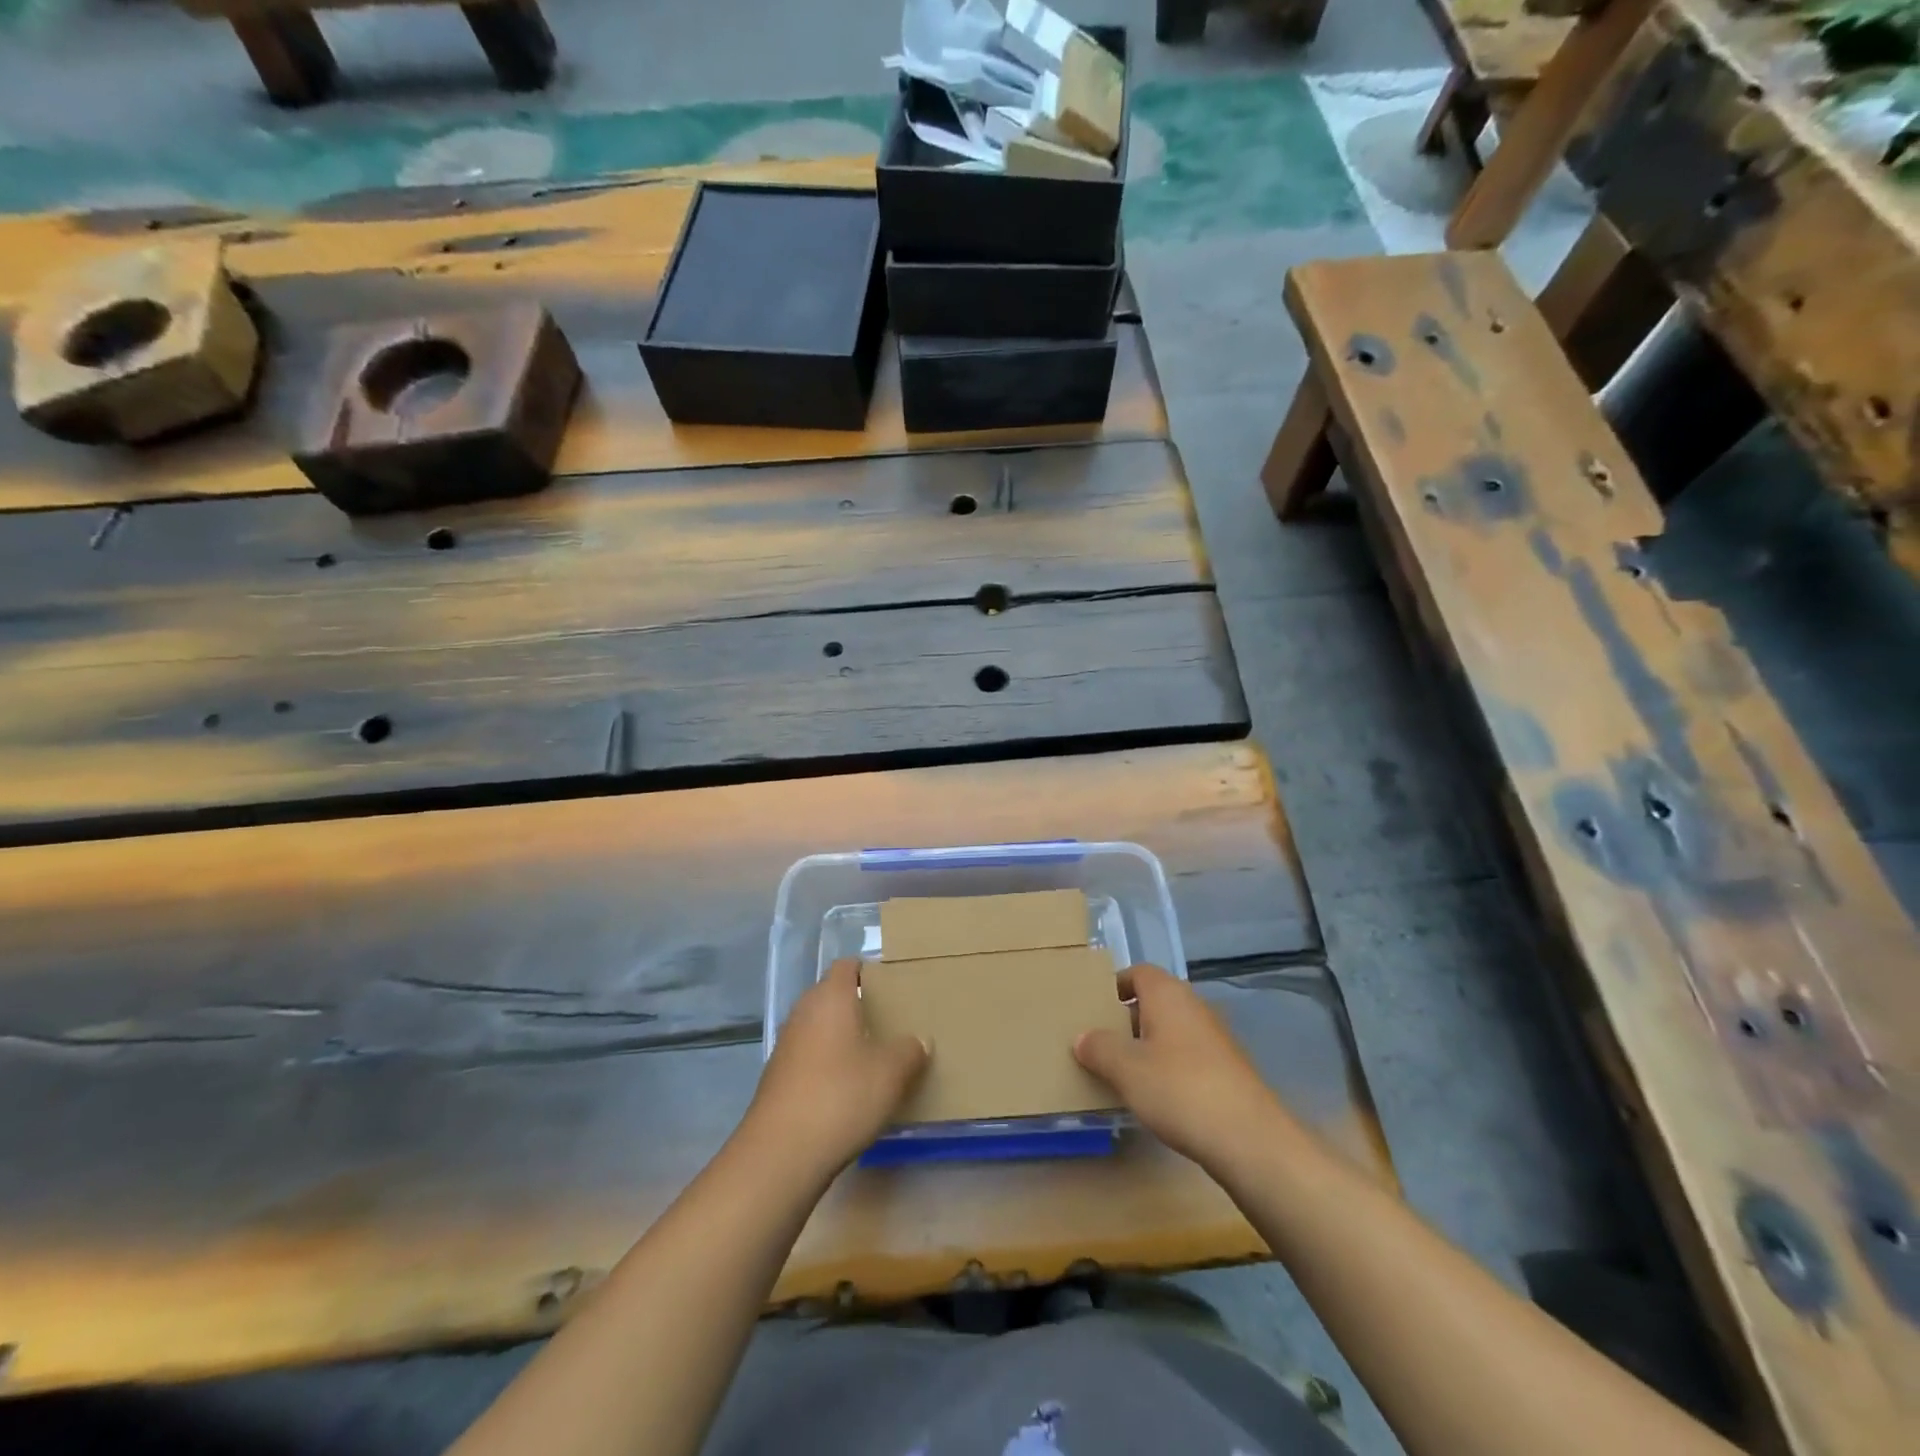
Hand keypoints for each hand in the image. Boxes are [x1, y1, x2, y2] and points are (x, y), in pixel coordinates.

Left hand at [742, 959, 928, 1181]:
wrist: (781, 1153)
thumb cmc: (841, 1096)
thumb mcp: (891, 1073)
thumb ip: (909, 1050)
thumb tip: (918, 1040)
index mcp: (831, 997)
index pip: (848, 966)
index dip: (870, 971)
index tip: (894, 987)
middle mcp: (804, 1012)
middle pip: (833, 996)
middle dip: (860, 1006)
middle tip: (892, 1023)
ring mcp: (787, 1045)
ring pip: (821, 1028)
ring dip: (844, 1039)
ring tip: (875, 1058)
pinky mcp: (778, 1078)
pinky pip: (810, 1058)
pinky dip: (828, 1065)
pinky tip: (849, 1090)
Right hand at [1074, 964, 1307, 1175]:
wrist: (1250, 1139)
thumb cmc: (1180, 1089)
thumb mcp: (1126, 1069)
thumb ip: (1099, 1048)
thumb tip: (1082, 1036)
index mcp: (1167, 994)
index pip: (1137, 972)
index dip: (1114, 986)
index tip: (1092, 1009)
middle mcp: (1193, 1006)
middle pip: (1153, 1002)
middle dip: (1125, 1020)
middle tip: (1098, 1044)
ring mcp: (1214, 1039)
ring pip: (1169, 1032)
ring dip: (1146, 1047)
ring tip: (1120, 1074)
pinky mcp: (1226, 1070)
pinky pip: (1186, 1057)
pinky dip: (1167, 1068)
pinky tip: (1154, 1097)